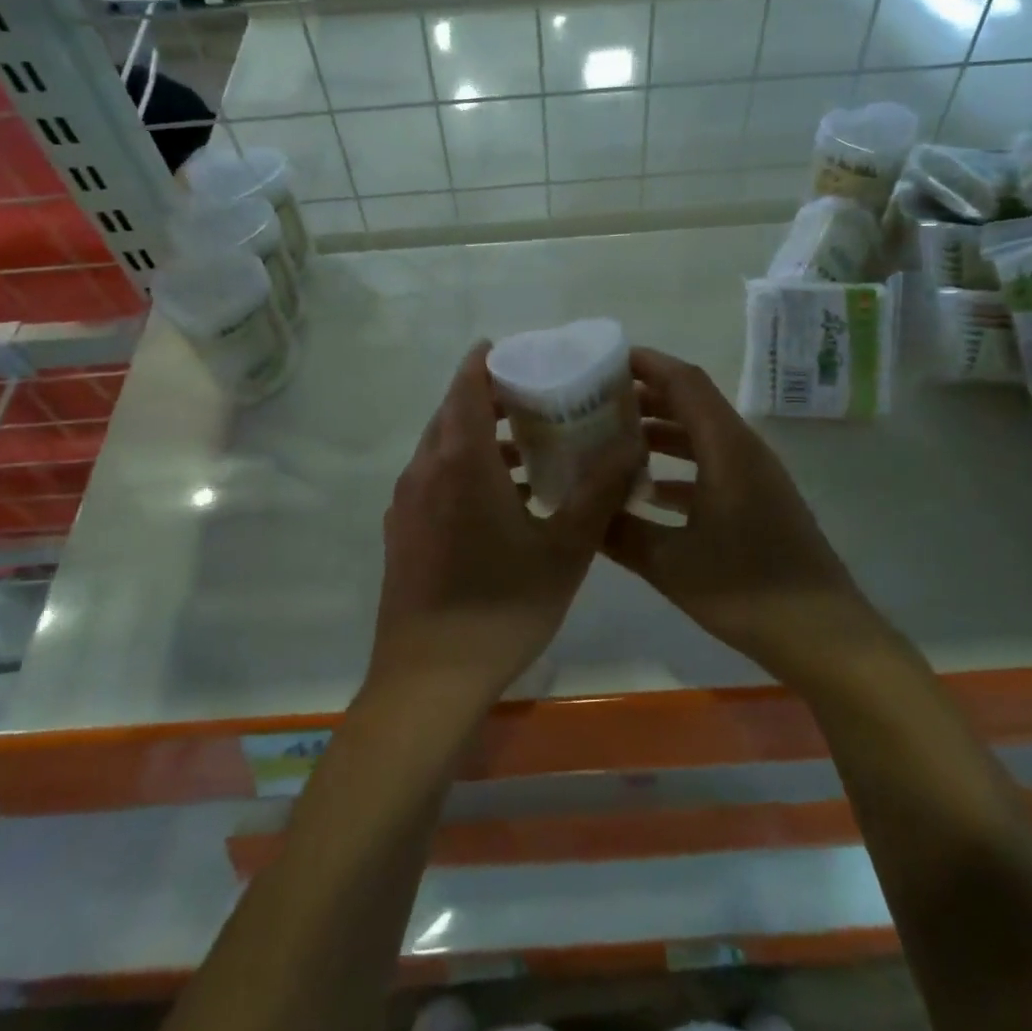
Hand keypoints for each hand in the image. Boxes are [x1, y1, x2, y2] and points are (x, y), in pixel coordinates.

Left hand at [370, 342, 638, 710]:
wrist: (429, 678)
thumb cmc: (502, 606)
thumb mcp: (565, 548)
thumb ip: (599, 490)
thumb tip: (630, 443)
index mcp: (461, 461)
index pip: (467, 387)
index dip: (487, 362)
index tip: (516, 352)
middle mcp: (424, 470)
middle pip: (452, 413)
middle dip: (489, 397)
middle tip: (535, 397)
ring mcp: (406, 502)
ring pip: (440, 447)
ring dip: (478, 436)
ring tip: (527, 448)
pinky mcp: (401, 530)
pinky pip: (432, 478)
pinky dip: (462, 467)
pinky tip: (499, 498)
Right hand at [604, 348, 884, 681]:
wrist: (824, 636)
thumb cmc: (747, 590)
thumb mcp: (670, 564)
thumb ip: (620, 532)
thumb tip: (580, 510)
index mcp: (726, 448)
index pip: (685, 381)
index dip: (646, 364)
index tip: (604, 360)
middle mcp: (743, 450)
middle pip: (692, 403)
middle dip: (645, 396)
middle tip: (596, 401)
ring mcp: (755, 477)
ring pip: (701, 436)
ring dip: (660, 431)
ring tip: (612, 439)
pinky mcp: (759, 502)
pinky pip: (712, 466)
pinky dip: (678, 467)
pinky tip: (647, 492)